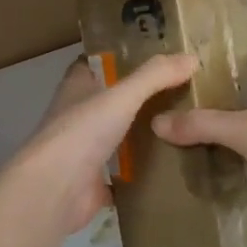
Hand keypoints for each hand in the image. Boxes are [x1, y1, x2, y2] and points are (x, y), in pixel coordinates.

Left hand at [11, 52, 200, 234]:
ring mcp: (84, 152)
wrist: (55, 190)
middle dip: (139, 98)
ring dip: (143, 135)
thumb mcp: (122, 96)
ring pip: (118, 137)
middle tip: (181, 93)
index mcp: (76, 89)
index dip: (118, 58)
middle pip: (111, 102)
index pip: (95, 64)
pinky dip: (142, 172)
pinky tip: (171, 167)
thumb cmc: (81, 132)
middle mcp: (77, 117)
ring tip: (184, 128)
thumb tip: (192, 58)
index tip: (152, 56)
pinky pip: (124, 174)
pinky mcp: (93, 183)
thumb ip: (155, 76)